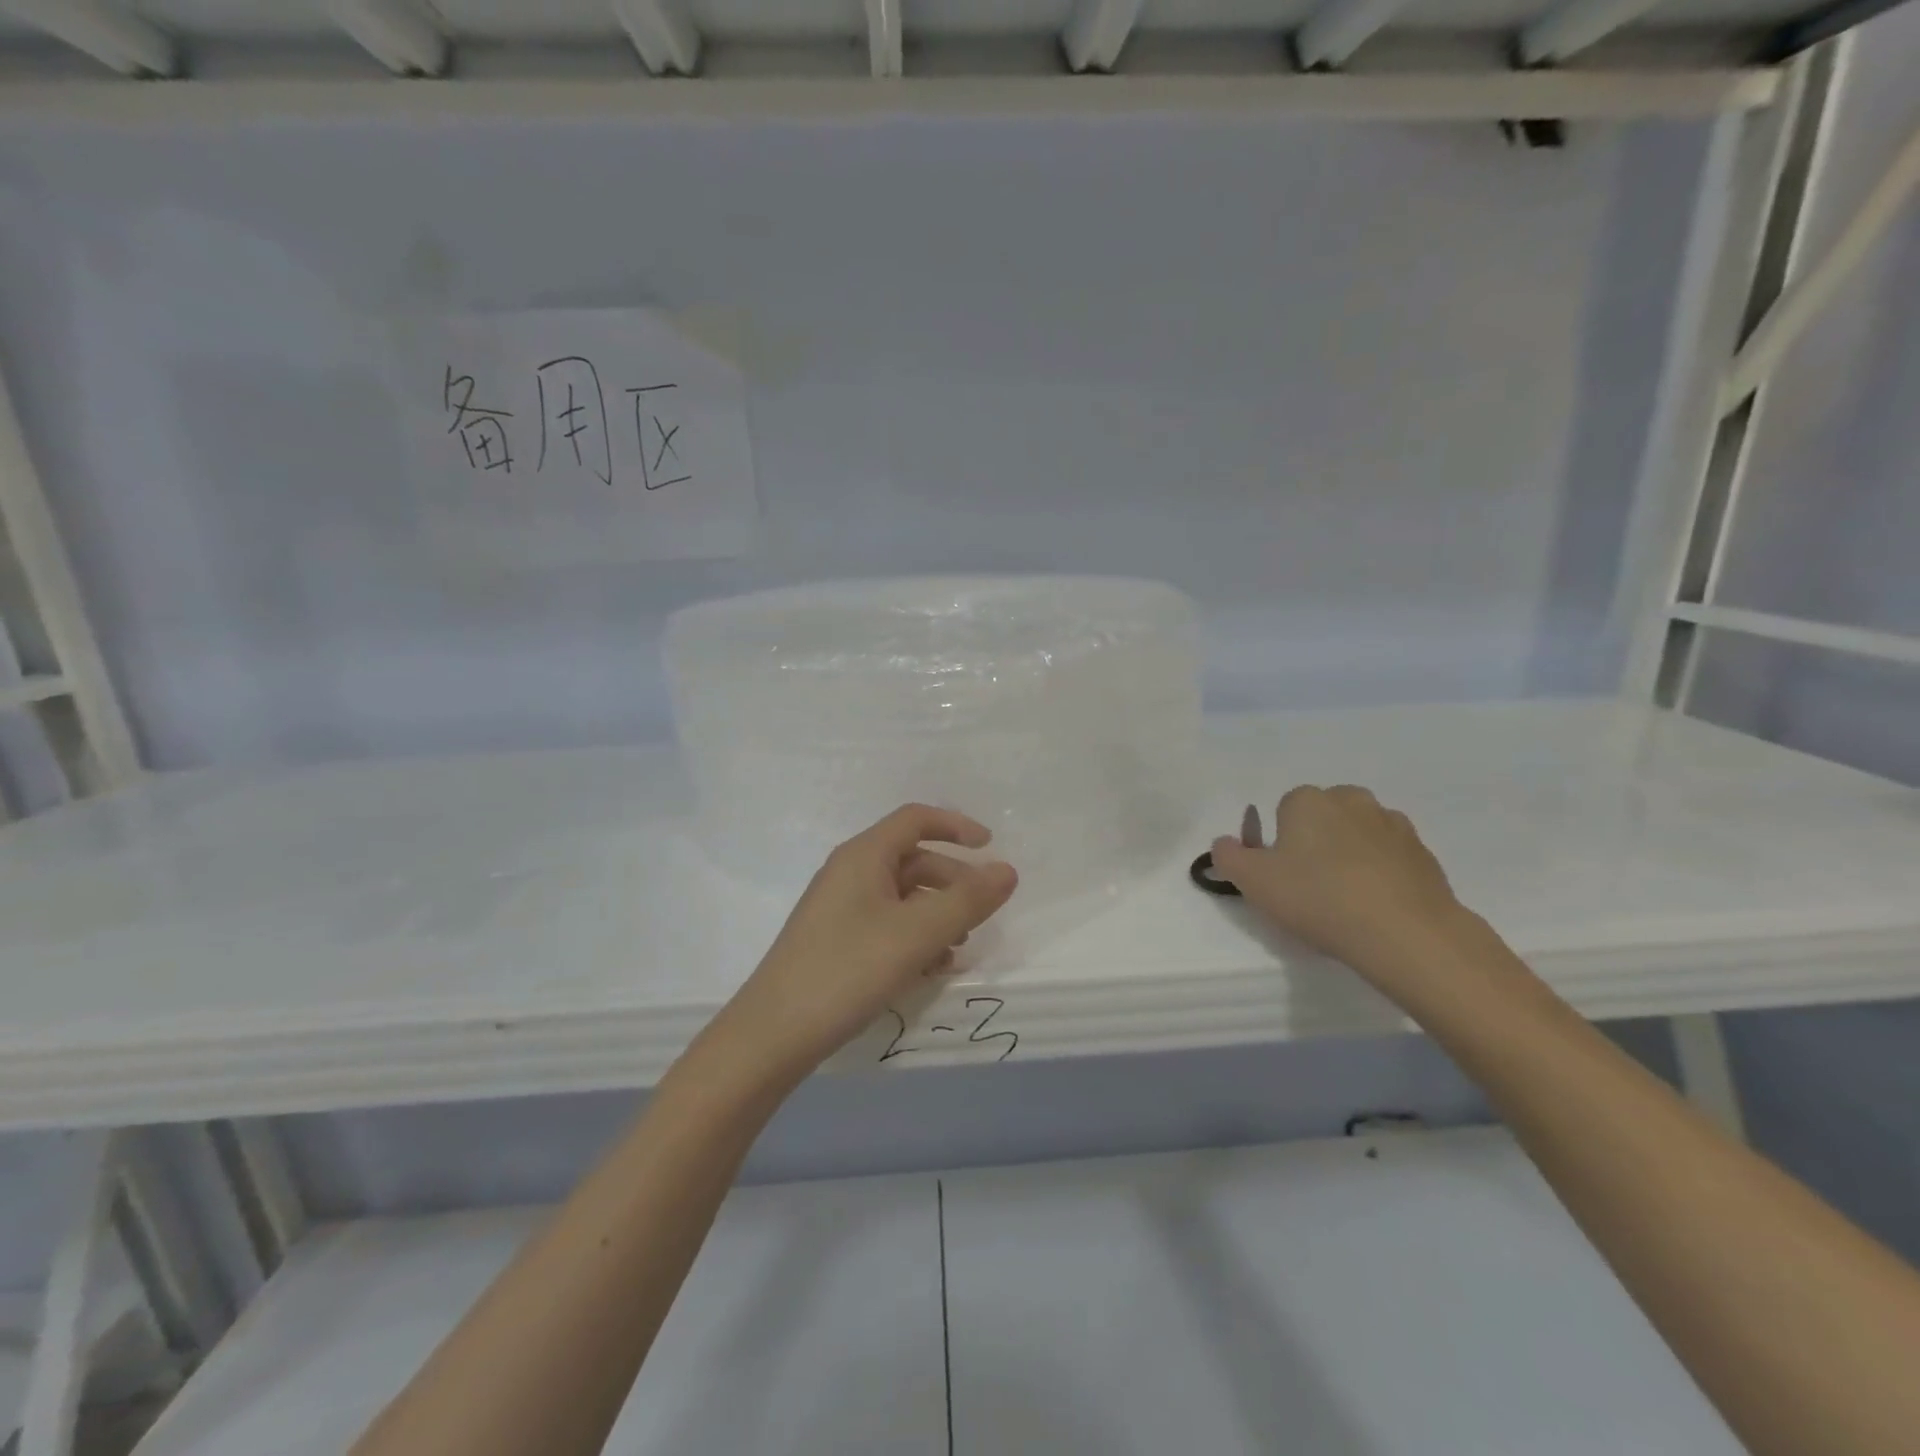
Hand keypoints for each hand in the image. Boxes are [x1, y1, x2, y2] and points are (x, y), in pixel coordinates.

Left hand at [705, 804, 1018, 1085]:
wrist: (773, 1035)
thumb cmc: (848, 970)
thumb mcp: (916, 934)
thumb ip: (967, 901)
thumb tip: (1008, 870)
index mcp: (863, 856)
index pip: (915, 819)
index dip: (956, 826)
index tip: (990, 847)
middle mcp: (849, 873)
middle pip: (912, 860)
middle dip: (952, 882)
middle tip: (982, 913)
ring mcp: (839, 909)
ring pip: (901, 897)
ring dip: (936, 914)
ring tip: (958, 949)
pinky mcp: (835, 942)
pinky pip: (886, 925)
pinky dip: (914, 937)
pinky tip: (930, 970)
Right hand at [1208, 785, 1474, 999]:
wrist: (1405, 933)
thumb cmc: (1318, 898)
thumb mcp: (1252, 881)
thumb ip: (1228, 856)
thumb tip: (1225, 843)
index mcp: (1308, 800)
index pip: (1283, 809)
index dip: (1278, 842)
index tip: (1280, 875)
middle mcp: (1351, 800)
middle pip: (1323, 817)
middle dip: (1315, 842)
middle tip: (1309, 886)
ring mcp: (1393, 824)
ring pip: (1359, 834)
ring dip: (1350, 855)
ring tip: (1345, 900)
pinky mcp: (1424, 854)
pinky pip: (1390, 857)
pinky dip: (1381, 873)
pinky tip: (1375, 907)